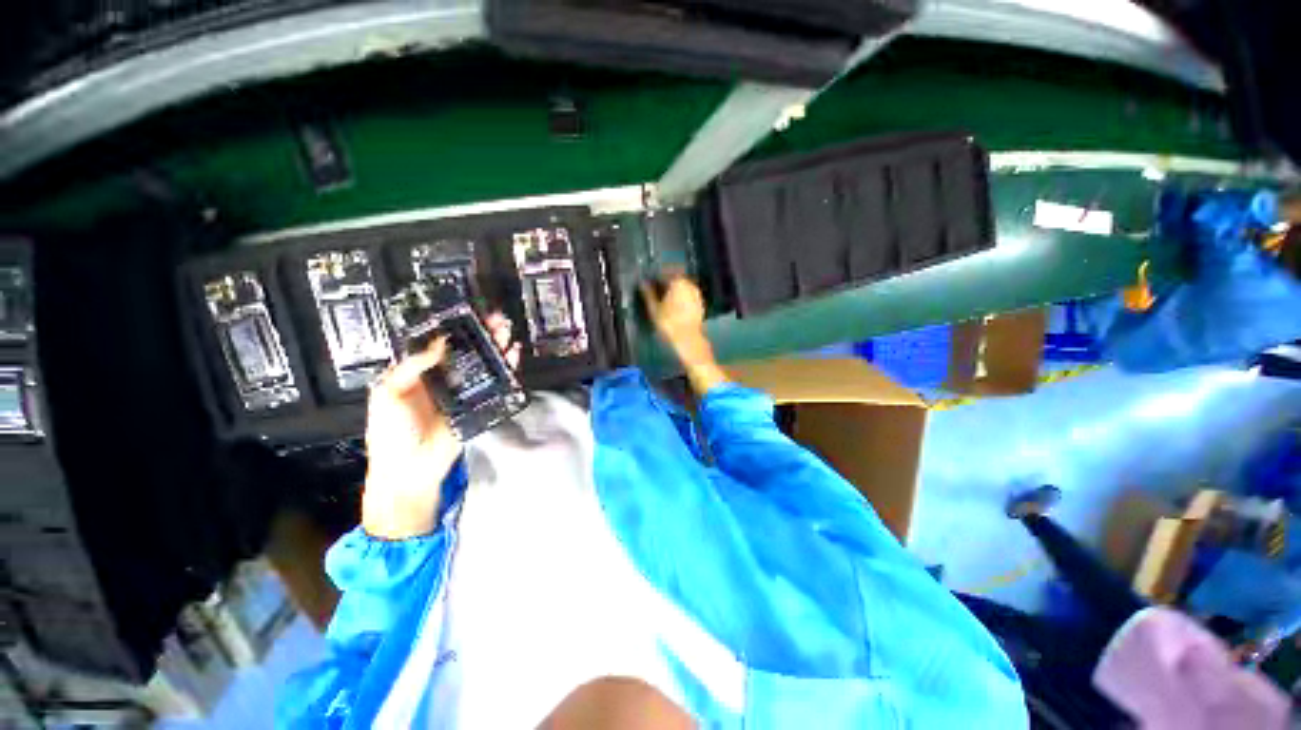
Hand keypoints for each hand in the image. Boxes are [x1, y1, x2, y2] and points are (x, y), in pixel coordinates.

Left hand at [361, 313, 518, 539]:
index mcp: (418, 373)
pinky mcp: (479, 403)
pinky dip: (506, 368)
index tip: (468, 314)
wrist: (410, 469)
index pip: (439, 344)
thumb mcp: (387, 394)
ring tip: (507, 330)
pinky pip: (495, 382)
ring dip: (496, 346)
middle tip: (496, 319)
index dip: (454, 328)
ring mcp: (463, 391)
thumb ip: (412, 366)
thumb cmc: (391, 431)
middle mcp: (444, 378)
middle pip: (466, 351)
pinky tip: (513, 353)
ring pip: (483, 363)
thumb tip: (441, 343)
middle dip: (481, 334)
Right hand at [640, 275, 708, 363]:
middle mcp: (689, 284)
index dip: (656, 276)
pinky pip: (689, 295)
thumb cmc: (669, 323)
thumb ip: (648, 293)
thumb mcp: (654, 309)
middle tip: (657, 289)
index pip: (665, 272)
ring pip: (683, 286)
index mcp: (677, 281)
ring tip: (665, 298)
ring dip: (675, 289)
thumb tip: (643, 283)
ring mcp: (697, 294)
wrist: (689, 339)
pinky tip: (676, 306)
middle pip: (676, 278)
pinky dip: (682, 297)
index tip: (650, 282)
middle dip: (666, 281)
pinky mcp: (700, 304)